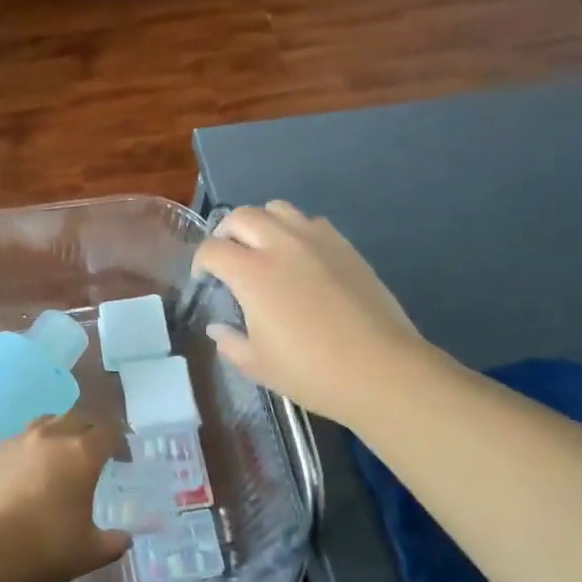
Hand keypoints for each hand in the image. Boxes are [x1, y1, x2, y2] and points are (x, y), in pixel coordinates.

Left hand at [0, 411, 129, 581]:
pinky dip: (27, 453)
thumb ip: (113, 542)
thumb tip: (124, 539)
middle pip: (76, 418)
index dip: (119, 442)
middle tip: (92, 454)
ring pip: (44, 424)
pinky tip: (23, 476)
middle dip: (89, 432)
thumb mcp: (91, 552)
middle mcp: (50, 437)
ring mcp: (17, 442)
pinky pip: (16, 443)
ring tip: (57, 458)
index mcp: (81, 453)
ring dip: (57, 434)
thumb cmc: (47, 548)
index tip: (123, 458)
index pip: (109, 432)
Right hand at [192, 201, 424, 426]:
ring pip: (278, 209)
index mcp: (252, 273)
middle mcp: (281, 245)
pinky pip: (311, 221)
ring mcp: (316, 241)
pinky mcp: (345, 246)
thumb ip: (230, 342)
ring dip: (261, 223)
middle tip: (228, 258)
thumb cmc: (310, 371)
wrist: (380, 370)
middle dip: (226, 233)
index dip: (201, 263)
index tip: (205, 280)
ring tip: (263, 249)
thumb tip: (218, 328)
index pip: (212, 249)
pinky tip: (300, 257)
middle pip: (241, 216)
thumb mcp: (257, 365)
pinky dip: (295, 230)